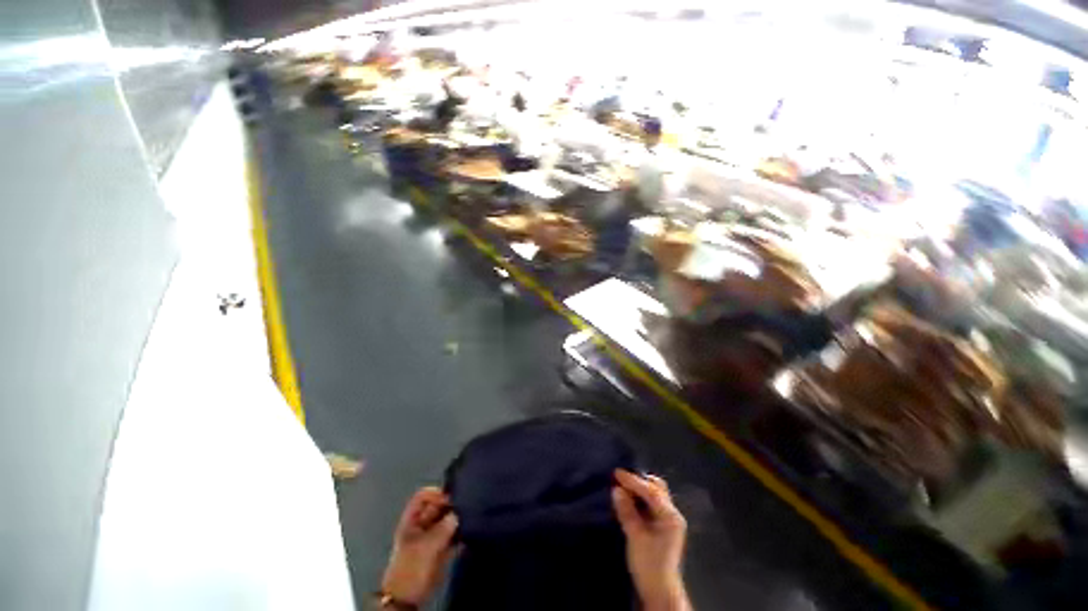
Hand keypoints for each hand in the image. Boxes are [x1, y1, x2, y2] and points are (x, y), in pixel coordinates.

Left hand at [381, 487, 458, 605]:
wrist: (408, 599)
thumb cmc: (410, 569)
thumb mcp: (425, 547)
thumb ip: (442, 529)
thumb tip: (457, 515)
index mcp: (412, 521)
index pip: (422, 497)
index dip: (435, 493)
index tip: (450, 498)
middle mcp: (422, 526)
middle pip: (437, 507)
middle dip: (450, 505)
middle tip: (464, 506)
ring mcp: (432, 537)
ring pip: (446, 520)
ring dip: (457, 519)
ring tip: (469, 518)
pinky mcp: (441, 550)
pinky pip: (453, 535)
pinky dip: (460, 533)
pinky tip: (468, 533)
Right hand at [613, 470, 690, 610]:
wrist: (659, 592)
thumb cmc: (648, 565)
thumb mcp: (635, 536)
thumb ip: (626, 511)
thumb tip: (616, 490)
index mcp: (670, 516)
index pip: (651, 491)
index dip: (633, 480)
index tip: (616, 473)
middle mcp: (672, 515)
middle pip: (656, 489)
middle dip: (639, 482)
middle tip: (621, 480)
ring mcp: (668, 521)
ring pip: (654, 496)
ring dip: (639, 490)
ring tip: (622, 488)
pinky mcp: (662, 527)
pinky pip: (651, 504)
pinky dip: (640, 499)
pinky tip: (629, 500)